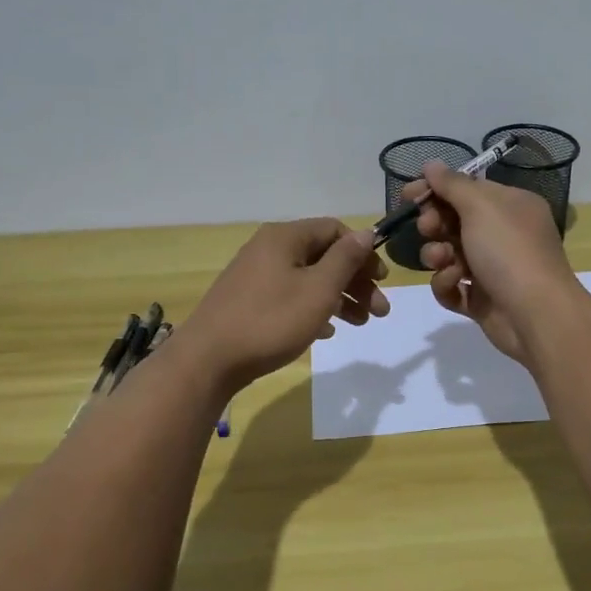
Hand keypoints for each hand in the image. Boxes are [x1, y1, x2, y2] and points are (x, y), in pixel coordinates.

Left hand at [177, 218, 389, 390]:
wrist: (208, 360)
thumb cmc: (271, 320)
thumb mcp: (318, 289)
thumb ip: (346, 259)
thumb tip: (366, 232)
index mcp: (285, 237)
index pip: (335, 230)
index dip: (363, 253)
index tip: (381, 281)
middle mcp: (269, 249)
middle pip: (323, 256)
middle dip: (355, 281)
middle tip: (380, 311)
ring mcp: (256, 276)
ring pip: (308, 279)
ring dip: (339, 297)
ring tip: (360, 324)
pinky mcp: (248, 301)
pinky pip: (290, 296)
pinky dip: (313, 309)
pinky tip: (326, 331)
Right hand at [405, 161, 579, 363]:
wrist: (536, 315)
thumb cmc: (510, 251)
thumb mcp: (481, 206)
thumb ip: (452, 184)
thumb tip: (431, 164)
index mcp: (510, 206)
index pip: (466, 189)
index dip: (436, 190)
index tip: (409, 195)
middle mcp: (502, 234)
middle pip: (453, 221)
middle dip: (435, 223)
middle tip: (429, 228)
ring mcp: (492, 268)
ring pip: (448, 254)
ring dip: (437, 255)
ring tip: (443, 261)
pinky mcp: (481, 300)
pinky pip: (452, 286)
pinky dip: (447, 283)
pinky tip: (455, 283)